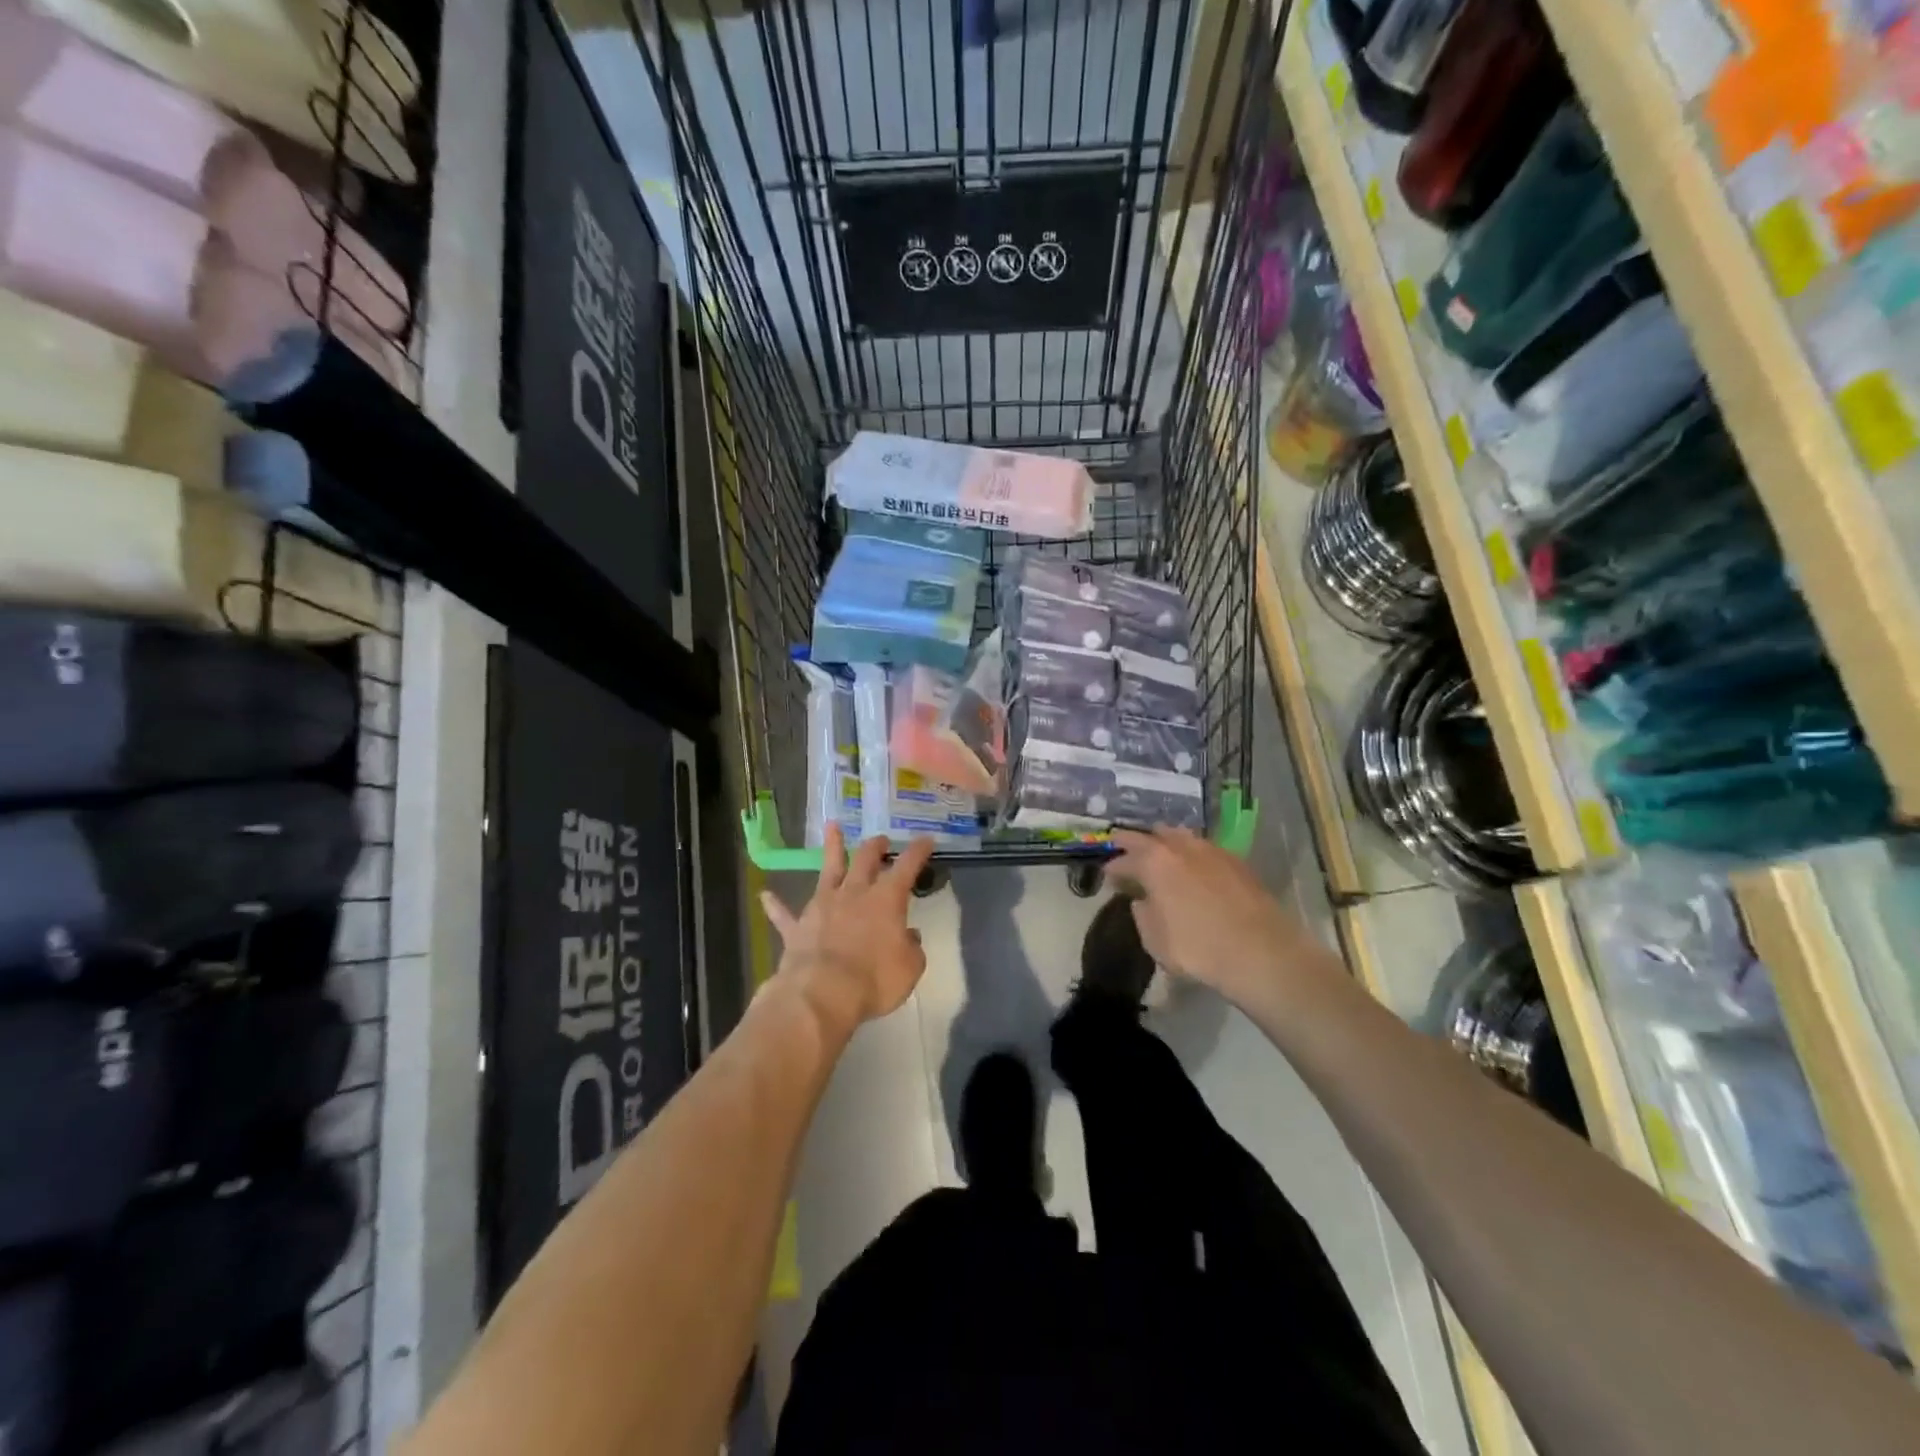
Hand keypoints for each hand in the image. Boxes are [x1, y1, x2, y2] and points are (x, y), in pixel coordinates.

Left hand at [760, 824, 936, 1030]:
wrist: (823, 993)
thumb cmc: (875, 979)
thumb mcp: (910, 967)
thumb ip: (912, 947)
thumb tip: (909, 936)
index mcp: (887, 899)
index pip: (907, 866)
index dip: (918, 851)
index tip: (926, 840)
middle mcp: (854, 893)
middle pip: (865, 859)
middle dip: (875, 846)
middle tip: (880, 839)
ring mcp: (822, 906)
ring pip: (828, 869)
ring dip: (831, 847)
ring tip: (832, 827)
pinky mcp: (798, 927)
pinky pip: (784, 914)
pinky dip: (776, 905)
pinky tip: (766, 895)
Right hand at [1107, 827, 1309, 1009]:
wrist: (1260, 951)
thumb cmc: (1197, 947)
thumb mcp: (1154, 939)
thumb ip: (1142, 914)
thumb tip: (1142, 901)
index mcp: (1154, 861)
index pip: (1123, 859)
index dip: (1112, 868)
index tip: (1107, 876)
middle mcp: (1180, 847)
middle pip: (1150, 836)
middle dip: (1134, 843)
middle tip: (1125, 851)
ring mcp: (1212, 850)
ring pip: (1181, 836)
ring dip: (1166, 842)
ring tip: (1161, 854)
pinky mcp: (1237, 861)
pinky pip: (1205, 848)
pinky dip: (1192, 854)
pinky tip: (1193, 867)